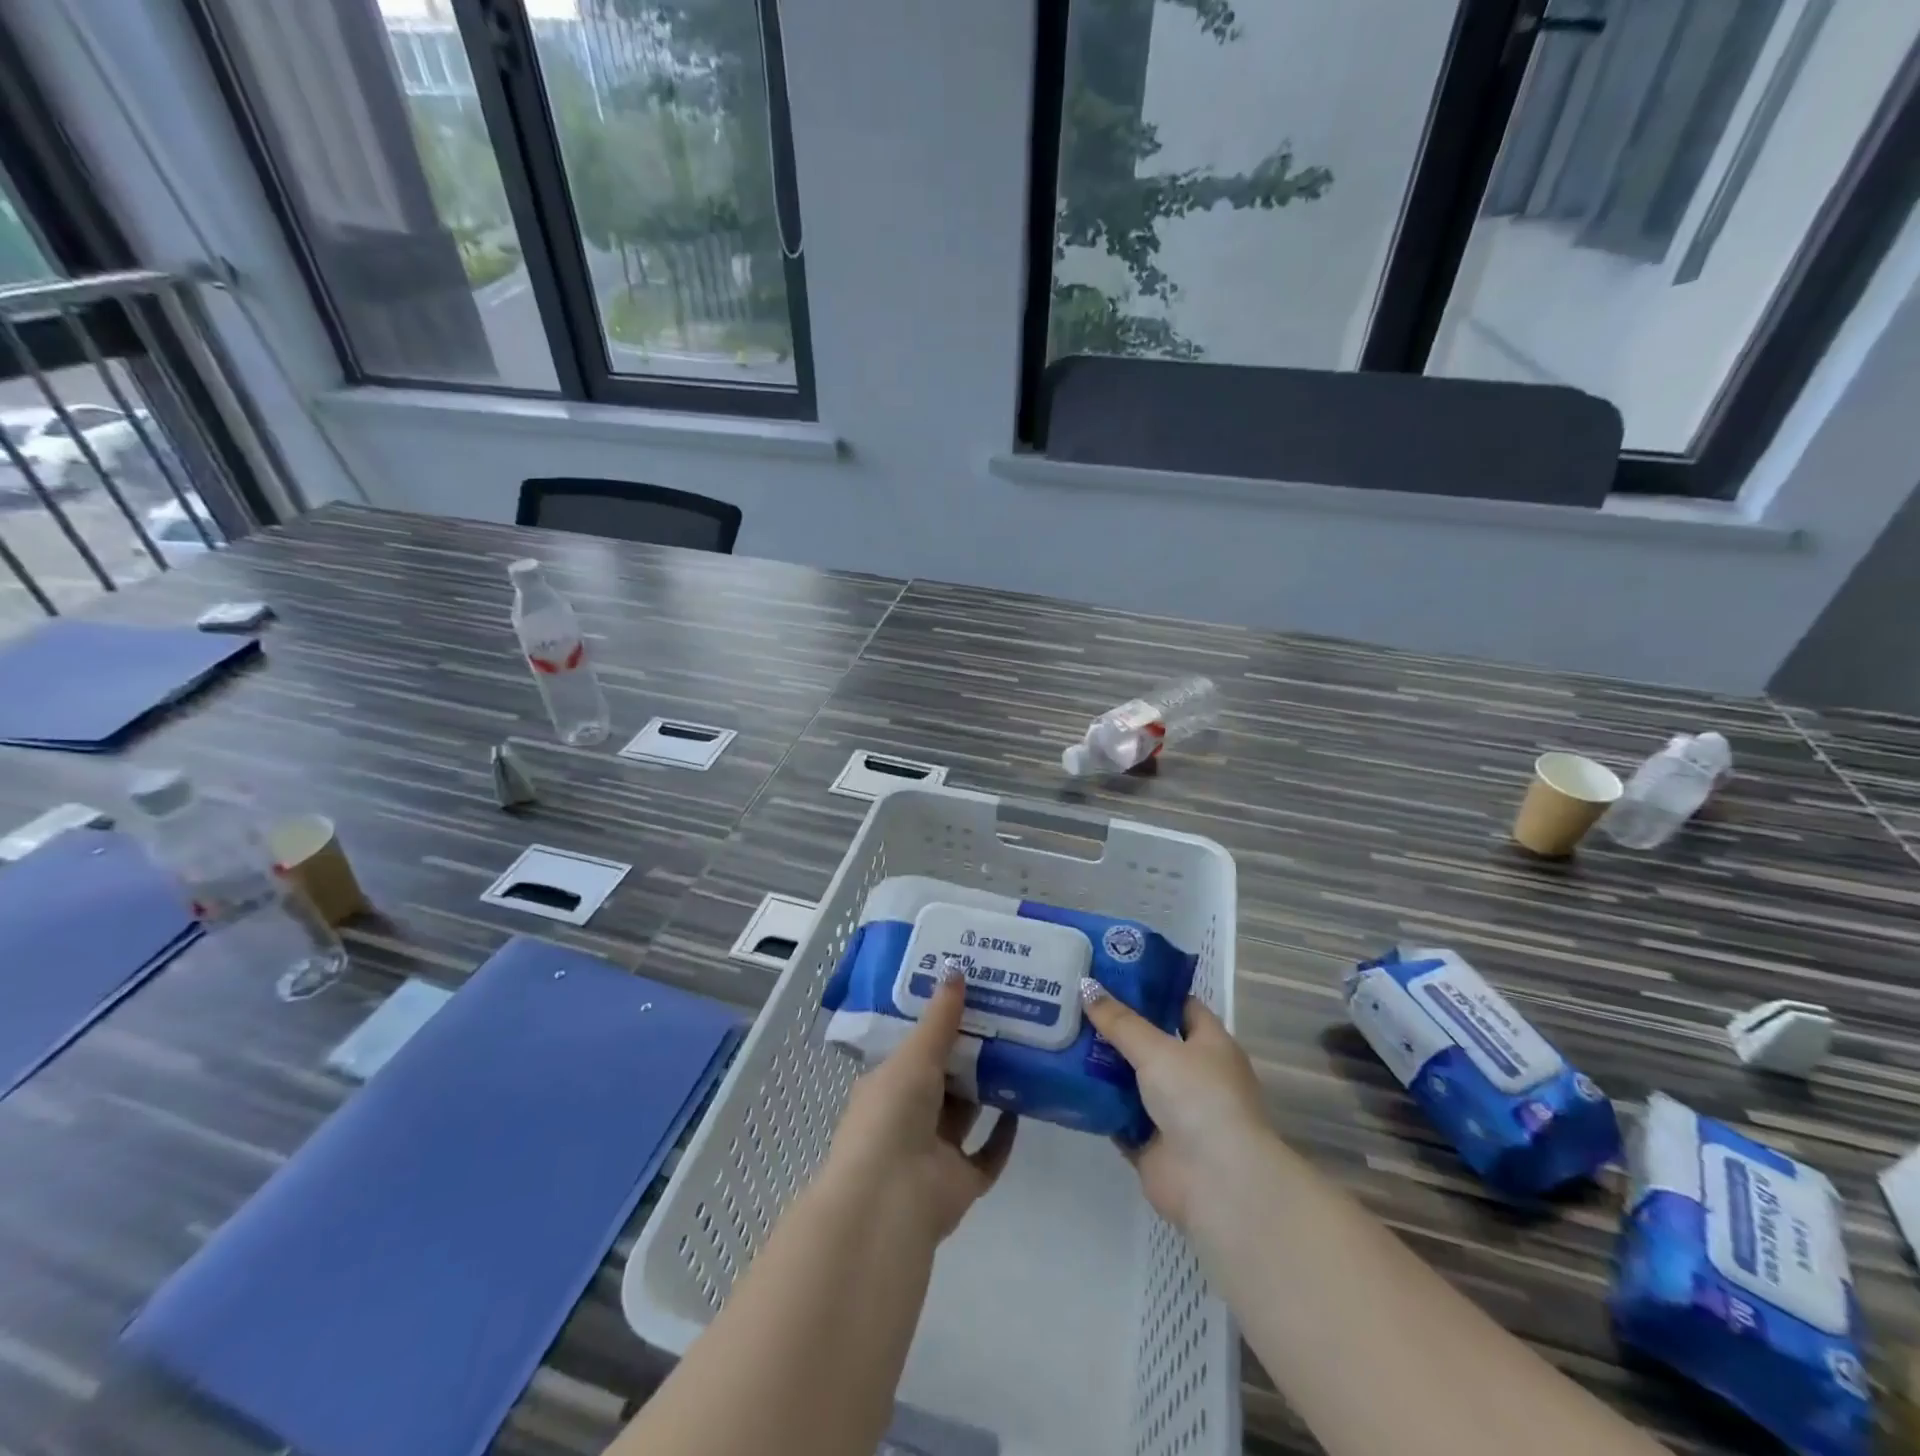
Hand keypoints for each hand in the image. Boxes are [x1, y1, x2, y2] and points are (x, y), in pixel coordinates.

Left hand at [824, 963, 1018, 1240]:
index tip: (966, 994)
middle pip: (944, 1079)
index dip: (936, 1023)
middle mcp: (909, 1117)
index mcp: (886, 1086)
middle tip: (1003, 1015)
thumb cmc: (891, 1116)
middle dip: (969, 1052)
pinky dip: (1004, 1133)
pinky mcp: (962, 1181)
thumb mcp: (915, 1056)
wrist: (891, 1200)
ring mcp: (935, 1151)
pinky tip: (1024, 1104)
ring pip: (967, 1113)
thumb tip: (956, 968)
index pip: (913, 1048)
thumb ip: (939, 1018)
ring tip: (1020, 1049)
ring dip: (988, 1088)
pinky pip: (989, 1153)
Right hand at [1079, 982, 1269, 1229]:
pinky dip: (1096, 1103)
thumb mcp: (1158, 1049)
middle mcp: (1194, 1076)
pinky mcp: (1150, 1144)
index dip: (1149, 989)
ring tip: (1059, 1034)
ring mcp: (1172, 1112)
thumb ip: (1120, 1021)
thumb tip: (1085, 985)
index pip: (1180, 1006)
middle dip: (1114, 1026)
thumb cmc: (1199, 1099)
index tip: (1110, 973)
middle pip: (1150, 1042)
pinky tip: (1064, 1081)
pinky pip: (1117, 1115)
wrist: (1216, 1183)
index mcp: (1210, 1046)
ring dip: (1100, 1064)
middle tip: (1072, 1001)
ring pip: (1130, 1080)